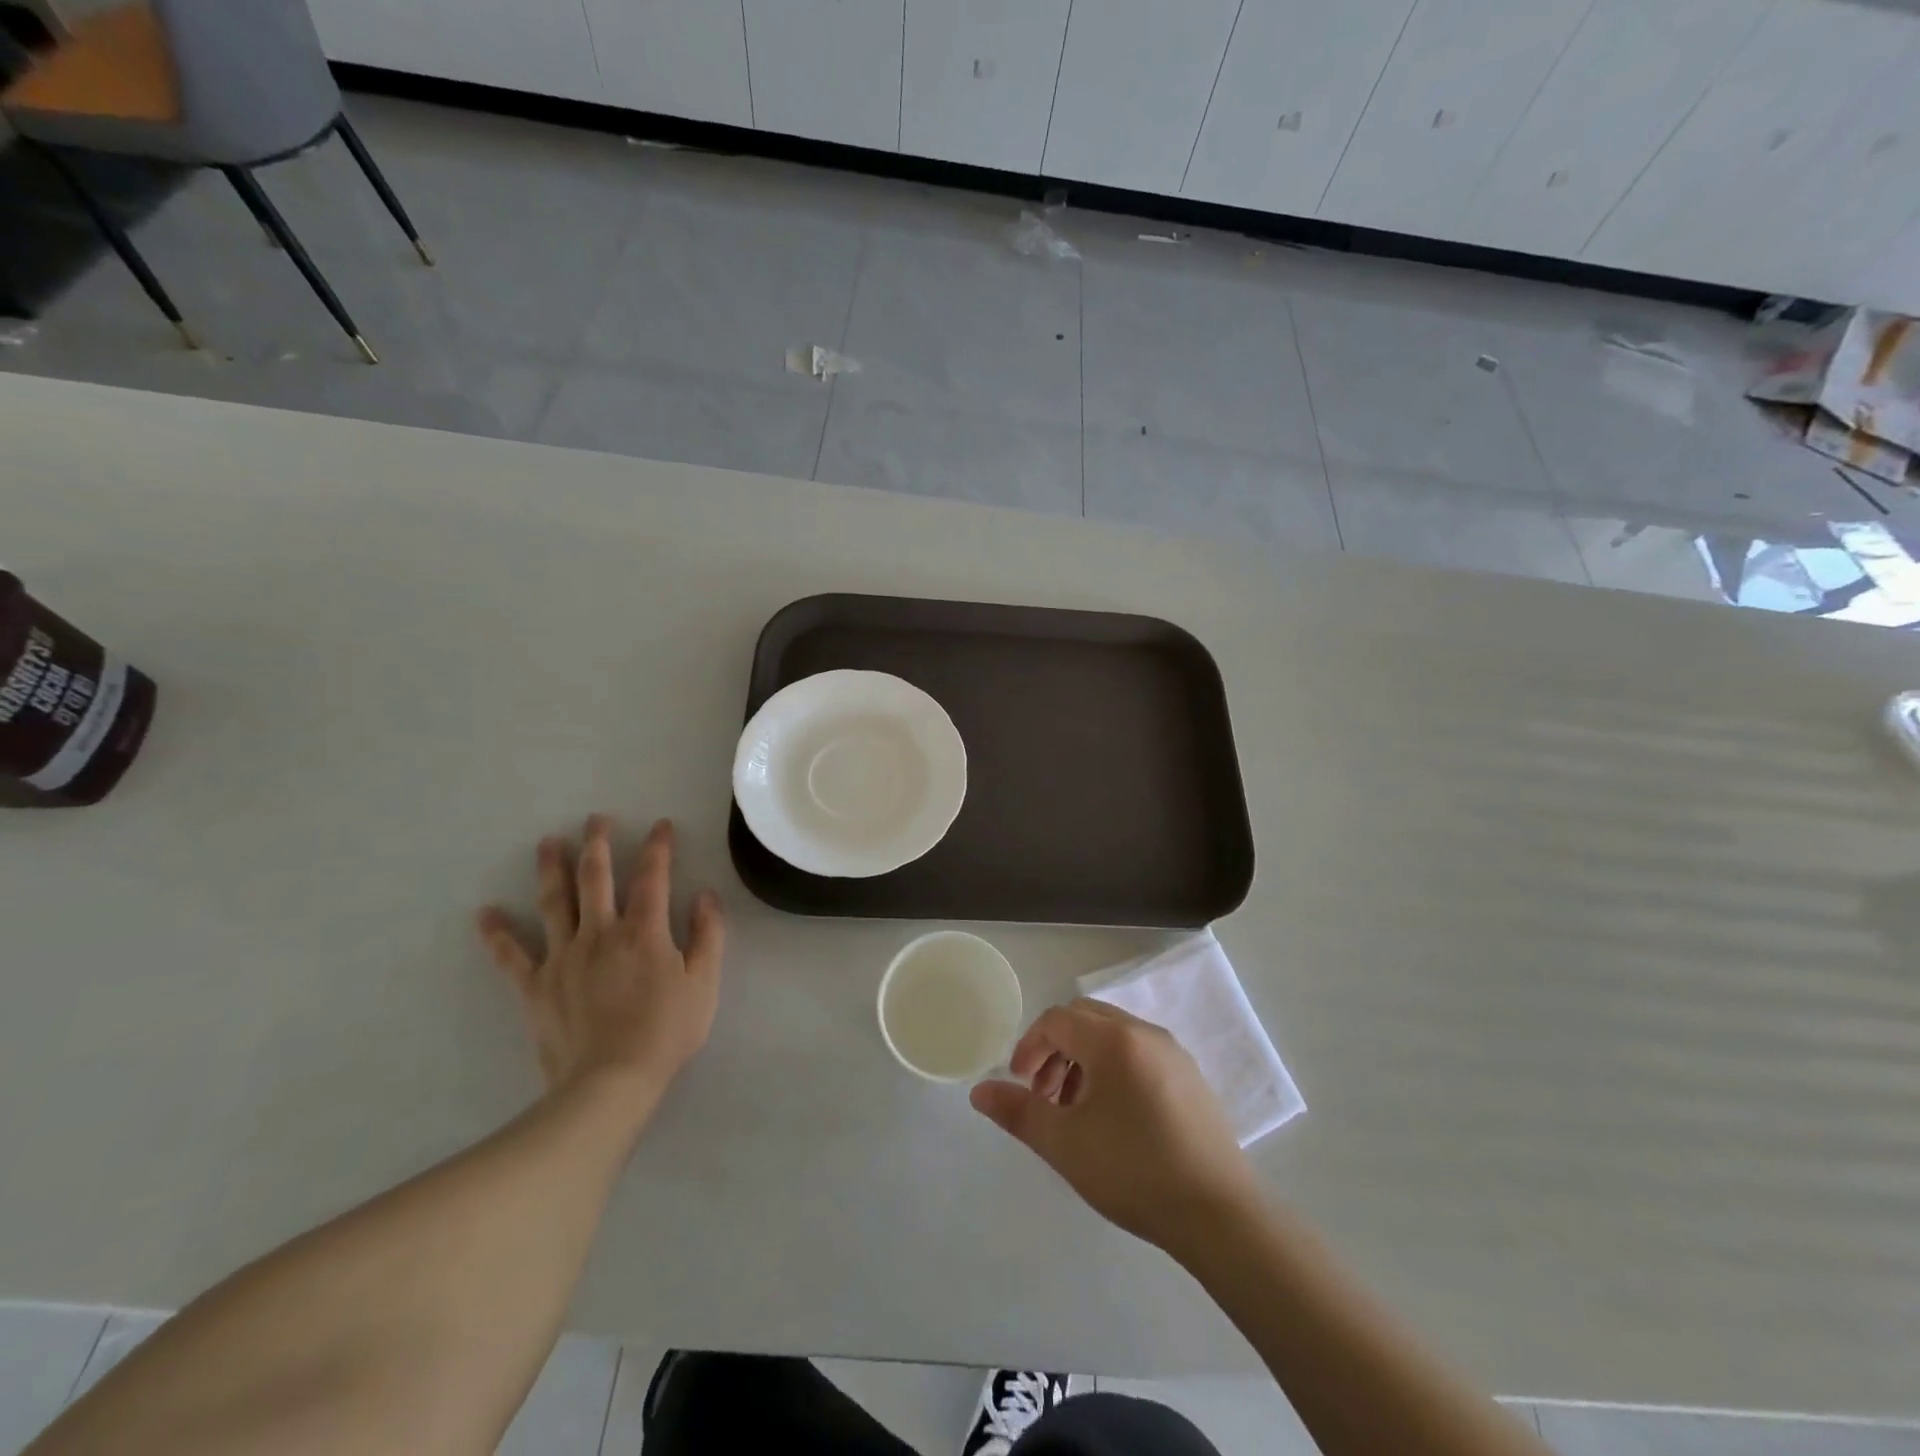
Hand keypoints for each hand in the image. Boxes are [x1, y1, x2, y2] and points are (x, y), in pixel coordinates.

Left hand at [478, 815, 724, 1107]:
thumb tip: (705, 896)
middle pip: (596, 878)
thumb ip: (708, 936)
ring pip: (554, 903)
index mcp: (644, 931)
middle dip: (597, 844)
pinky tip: (485, 913)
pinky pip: (512, 955)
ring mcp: (563, 957)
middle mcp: (600, 933)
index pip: (652, 876)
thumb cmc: (666, 1032)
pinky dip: (498, 934)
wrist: (610, 1083)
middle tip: (595, 819)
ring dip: (551, 869)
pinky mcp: (536, 986)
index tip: (660, 825)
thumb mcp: (704, 984)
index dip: (657, 847)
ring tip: (547, 843)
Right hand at [971, 999, 1261, 1258]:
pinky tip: (1113, 1117)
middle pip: (1084, 1018)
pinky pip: (1139, 1052)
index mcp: (1113, 1040)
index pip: (1057, 1020)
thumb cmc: (1134, 1172)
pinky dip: (1113, 1068)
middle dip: (1055, 1049)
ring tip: (1074, 1110)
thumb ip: (1019, 1112)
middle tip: (1043, 1095)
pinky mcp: (1190, 1076)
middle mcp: (1144, 1032)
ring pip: (1112, 1035)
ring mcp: (1172, 1052)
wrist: (1220, 1215)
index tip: (1020, 1085)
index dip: (1029, 1046)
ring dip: (1082, 1059)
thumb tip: (980, 1091)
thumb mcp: (1065, 1145)